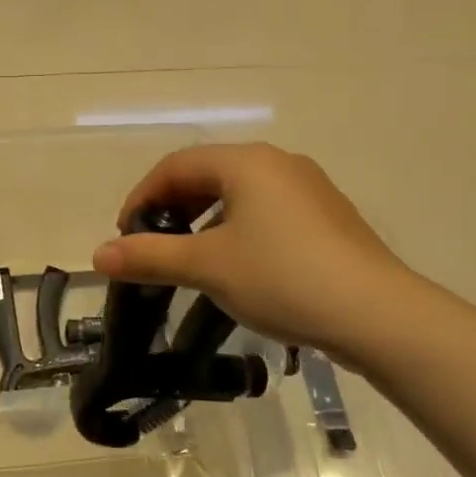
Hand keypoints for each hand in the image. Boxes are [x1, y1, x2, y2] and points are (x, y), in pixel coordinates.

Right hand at [93, 144, 413, 359]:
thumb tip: (98, 254)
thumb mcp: (207, 267)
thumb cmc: (282, 278)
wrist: (377, 314)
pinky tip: (240, 264)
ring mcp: (309, 187)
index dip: (143, 196)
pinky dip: (239, 228)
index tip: (125, 234)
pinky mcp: (329, 215)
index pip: (176, 165)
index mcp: (246, 162)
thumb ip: (149, 256)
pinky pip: (268, 209)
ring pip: (240, 193)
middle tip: (154, 244)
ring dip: (205, 219)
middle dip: (173, 207)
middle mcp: (278, 162)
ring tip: (192, 257)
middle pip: (208, 173)